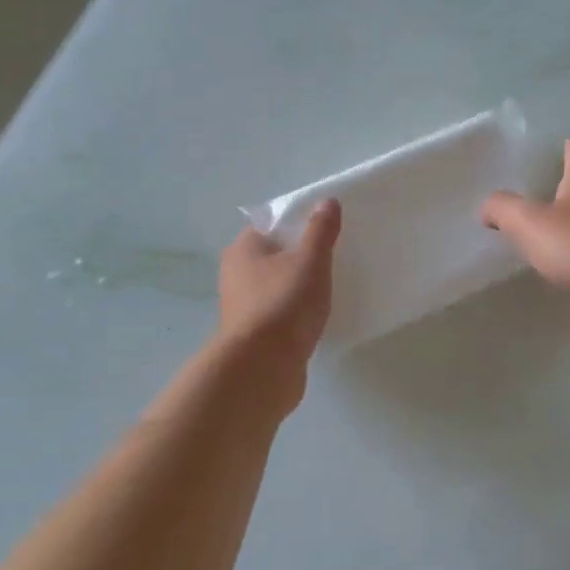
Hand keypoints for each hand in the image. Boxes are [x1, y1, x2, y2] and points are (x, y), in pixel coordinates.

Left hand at [217, 200, 341, 376]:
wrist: (262, 368)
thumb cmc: (283, 304)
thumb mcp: (310, 260)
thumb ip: (320, 230)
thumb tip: (327, 201)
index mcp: (243, 249)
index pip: (271, 224)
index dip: (298, 223)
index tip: (326, 229)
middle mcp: (236, 274)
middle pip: (274, 255)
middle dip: (300, 256)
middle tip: (334, 257)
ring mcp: (243, 306)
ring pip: (276, 286)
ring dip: (298, 287)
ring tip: (330, 288)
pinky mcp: (254, 335)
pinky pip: (279, 313)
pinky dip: (295, 312)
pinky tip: (316, 317)